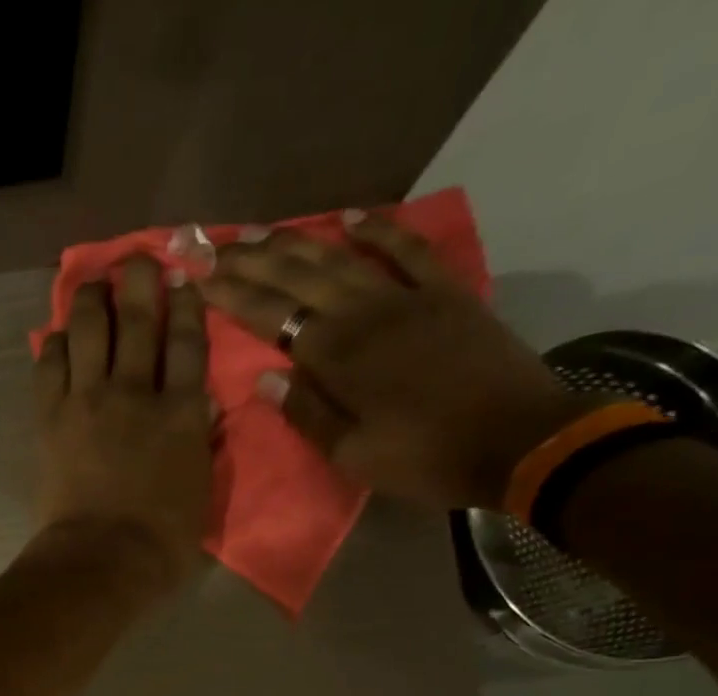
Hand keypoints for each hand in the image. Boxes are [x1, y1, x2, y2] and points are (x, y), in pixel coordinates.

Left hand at [33, 255, 214, 591]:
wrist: (101, 559)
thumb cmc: (161, 542)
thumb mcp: (201, 494)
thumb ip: (202, 446)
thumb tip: (204, 411)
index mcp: (182, 414)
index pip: (189, 344)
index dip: (187, 307)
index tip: (183, 282)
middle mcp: (137, 393)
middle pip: (139, 320)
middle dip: (139, 281)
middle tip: (136, 260)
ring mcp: (90, 401)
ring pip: (90, 329)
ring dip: (91, 298)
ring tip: (92, 285)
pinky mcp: (51, 417)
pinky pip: (50, 364)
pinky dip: (55, 343)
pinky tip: (58, 335)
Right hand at [204, 213, 591, 511]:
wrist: (516, 441)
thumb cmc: (423, 458)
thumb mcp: (352, 454)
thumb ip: (307, 413)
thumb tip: (266, 377)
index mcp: (338, 357)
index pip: (272, 317)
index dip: (233, 297)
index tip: (201, 279)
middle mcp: (365, 314)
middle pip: (299, 278)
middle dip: (254, 262)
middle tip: (219, 248)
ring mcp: (408, 297)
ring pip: (342, 258)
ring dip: (299, 241)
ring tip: (263, 231)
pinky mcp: (446, 293)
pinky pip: (408, 250)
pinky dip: (380, 230)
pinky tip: (352, 216)